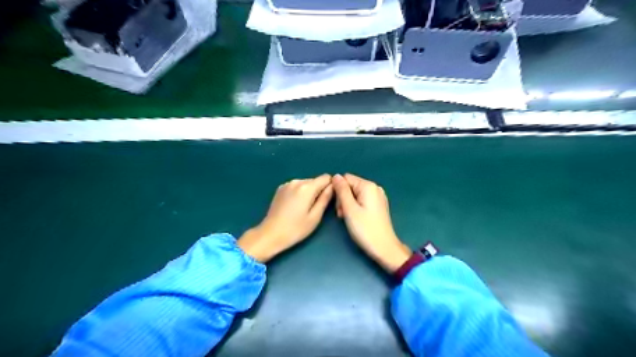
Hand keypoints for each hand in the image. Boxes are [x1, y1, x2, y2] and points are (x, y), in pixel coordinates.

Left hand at [237, 174, 333, 261]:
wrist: (270, 234)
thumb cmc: (295, 229)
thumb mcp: (315, 217)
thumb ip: (325, 199)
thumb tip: (333, 186)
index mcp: (307, 187)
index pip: (326, 177)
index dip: (330, 187)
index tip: (328, 200)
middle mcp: (297, 181)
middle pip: (316, 180)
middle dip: (319, 191)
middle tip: (316, 209)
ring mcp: (287, 184)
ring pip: (306, 184)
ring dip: (309, 193)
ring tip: (304, 209)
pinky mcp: (280, 189)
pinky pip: (296, 187)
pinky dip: (299, 193)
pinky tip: (295, 207)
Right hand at [334, 175, 412, 272]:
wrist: (384, 248)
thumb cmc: (365, 229)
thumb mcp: (349, 209)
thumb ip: (342, 191)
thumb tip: (336, 176)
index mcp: (368, 186)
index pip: (346, 179)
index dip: (338, 190)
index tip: (337, 206)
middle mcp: (375, 188)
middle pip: (351, 186)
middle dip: (343, 198)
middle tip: (342, 215)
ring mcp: (378, 196)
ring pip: (355, 194)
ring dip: (348, 204)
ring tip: (347, 218)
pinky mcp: (378, 205)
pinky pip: (362, 200)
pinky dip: (356, 207)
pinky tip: (355, 218)